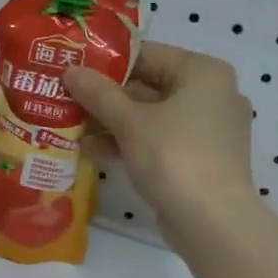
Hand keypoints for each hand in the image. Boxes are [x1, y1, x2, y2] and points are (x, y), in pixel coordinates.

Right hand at [61, 41, 258, 250]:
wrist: (212, 222)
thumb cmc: (174, 157)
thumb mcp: (130, 122)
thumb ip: (98, 94)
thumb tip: (70, 71)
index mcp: (203, 73)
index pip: (147, 54)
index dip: (107, 62)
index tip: (72, 69)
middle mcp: (211, 95)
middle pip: (148, 85)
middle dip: (105, 96)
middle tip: (65, 97)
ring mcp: (207, 129)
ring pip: (151, 116)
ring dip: (111, 122)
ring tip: (70, 125)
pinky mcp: (199, 159)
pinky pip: (158, 140)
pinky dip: (129, 142)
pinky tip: (92, 150)